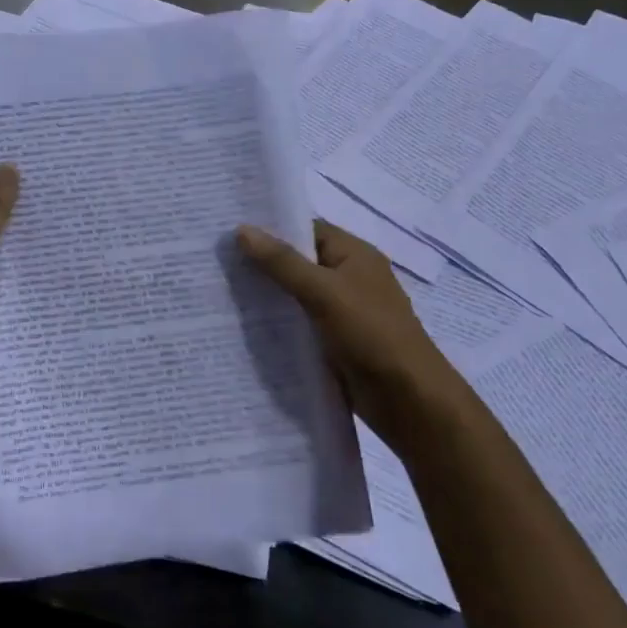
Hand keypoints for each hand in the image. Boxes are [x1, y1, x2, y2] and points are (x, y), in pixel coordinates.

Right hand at [236, 219, 478, 447]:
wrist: (409, 399)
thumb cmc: (371, 333)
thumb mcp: (323, 292)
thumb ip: (282, 262)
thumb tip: (242, 230)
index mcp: (354, 254)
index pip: (306, 229)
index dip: (271, 228)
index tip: (229, 232)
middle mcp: (350, 277)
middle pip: (300, 262)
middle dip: (263, 263)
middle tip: (217, 262)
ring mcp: (344, 312)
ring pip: (298, 295)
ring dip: (269, 296)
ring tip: (221, 293)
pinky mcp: (337, 342)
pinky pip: (302, 324)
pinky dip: (280, 324)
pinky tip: (247, 328)